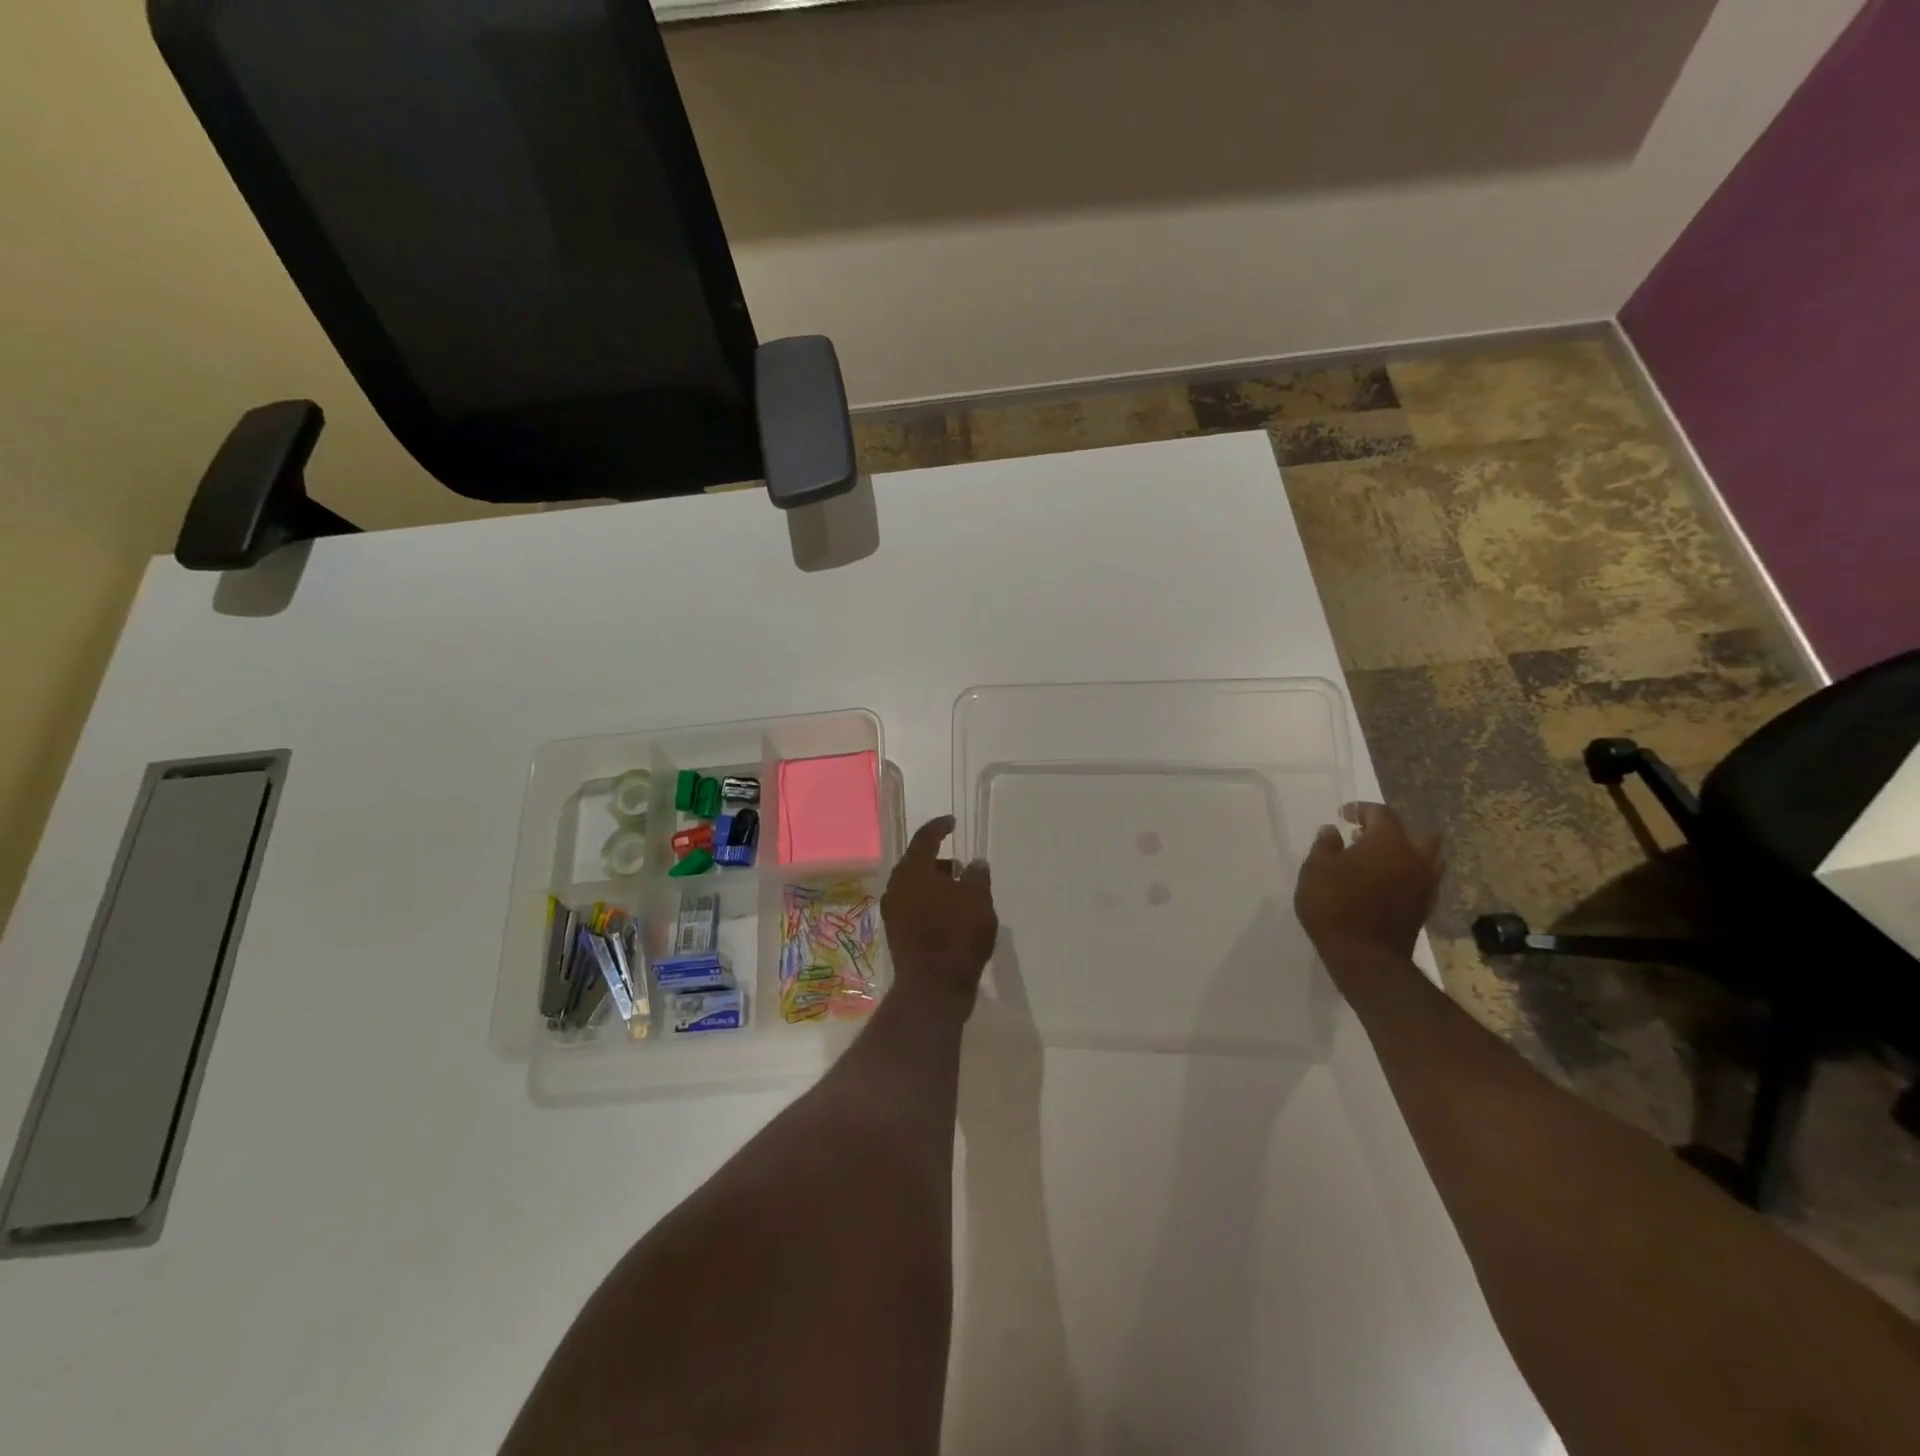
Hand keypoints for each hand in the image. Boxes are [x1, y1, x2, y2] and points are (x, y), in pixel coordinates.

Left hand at [882, 815, 997, 1017]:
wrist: (933, 987)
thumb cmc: (957, 935)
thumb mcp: (978, 900)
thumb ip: (978, 876)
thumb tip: (975, 863)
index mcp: (913, 871)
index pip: (925, 838)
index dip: (939, 827)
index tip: (952, 822)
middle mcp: (896, 887)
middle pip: (917, 862)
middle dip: (938, 860)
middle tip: (960, 864)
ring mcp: (893, 911)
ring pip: (914, 886)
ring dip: (934, 883)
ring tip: (959, 891)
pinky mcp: (896, 933)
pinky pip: (913, 905)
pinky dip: (929, 902)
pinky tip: (949, 912)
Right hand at [1294, 802, 1442, 960]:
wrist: (1365, 955)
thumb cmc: (1334, 904)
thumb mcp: (1315, 870)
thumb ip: (1325, 846)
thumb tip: (1331, 831)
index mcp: (1388, 841)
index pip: (1381, 813)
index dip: (1362, 809)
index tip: (1344, 814)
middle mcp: (1414, 858)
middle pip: (1417, 833)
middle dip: (1395, 830)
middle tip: (1369, 836)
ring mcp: (1424, 884)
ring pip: (1428, 858)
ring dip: (1408, 853)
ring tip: (1381, 860)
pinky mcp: (1425, 908)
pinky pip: (1423, 880)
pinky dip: (1408, 875)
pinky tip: (1387, 883)